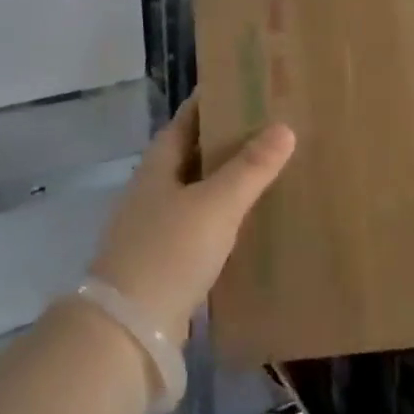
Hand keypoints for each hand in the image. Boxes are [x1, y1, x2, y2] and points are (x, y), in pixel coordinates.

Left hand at [92, 97, 295, 342]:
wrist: (129, 327)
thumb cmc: (170, 252)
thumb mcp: (216, 205)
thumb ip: (250, 168)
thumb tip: (283, 127)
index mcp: (158, 166)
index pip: (186, 120)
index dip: (211, 101)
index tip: (245, 86)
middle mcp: (154, 189)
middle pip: (193, 153)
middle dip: (226, 139)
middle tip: (270, 125)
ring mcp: (157, 225)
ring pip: (198, 189)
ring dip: (227, 178)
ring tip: (269, 166)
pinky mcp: (166, 257)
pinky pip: (201, 222)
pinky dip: (224, 214)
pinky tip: (251, 218)